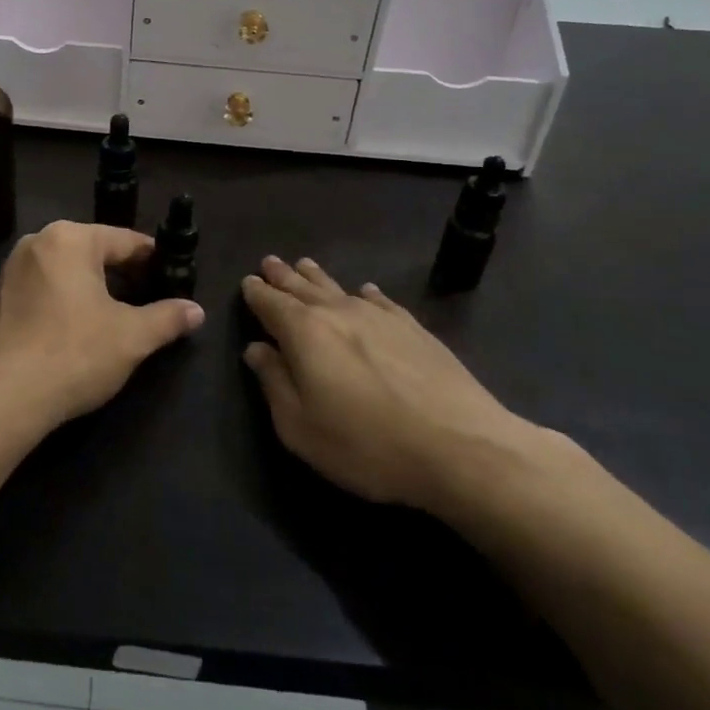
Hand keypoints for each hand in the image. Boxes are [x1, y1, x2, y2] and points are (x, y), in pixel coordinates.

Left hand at [0, 222, 205, 433]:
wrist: (5, 397)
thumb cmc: (75, 353)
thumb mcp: (132, 337)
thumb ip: (167, 318)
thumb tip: (197, 310)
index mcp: (70, 238)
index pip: (125, 241)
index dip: (153, 259)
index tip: (173, 277)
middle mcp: (38, 242)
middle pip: (94, 251)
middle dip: (123, 273)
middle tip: (150, 298)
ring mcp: (13, 269)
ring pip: (68, 269)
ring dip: (94, 287)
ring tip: (119, 315)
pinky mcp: (0, 296)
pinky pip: (45, 287)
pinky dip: (66, 299)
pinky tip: (80, 327)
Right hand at [241, 257, 536, 511]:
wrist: (461, 447)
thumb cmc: (367, 444)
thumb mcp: (300, 427)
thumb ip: (274, 383)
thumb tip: (257, 349)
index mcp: (304, 332)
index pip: (271, 304)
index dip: (256, 293)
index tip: (248, 282)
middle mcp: (338, 312)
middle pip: (302, 288)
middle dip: (282, 276)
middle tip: (269, 262)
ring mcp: (380, 316)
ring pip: (339, 288)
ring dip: (317, 277)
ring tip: (304, 265)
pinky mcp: (414, 328)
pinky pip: (380, 301)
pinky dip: (366, 293)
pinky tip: (366, 291)